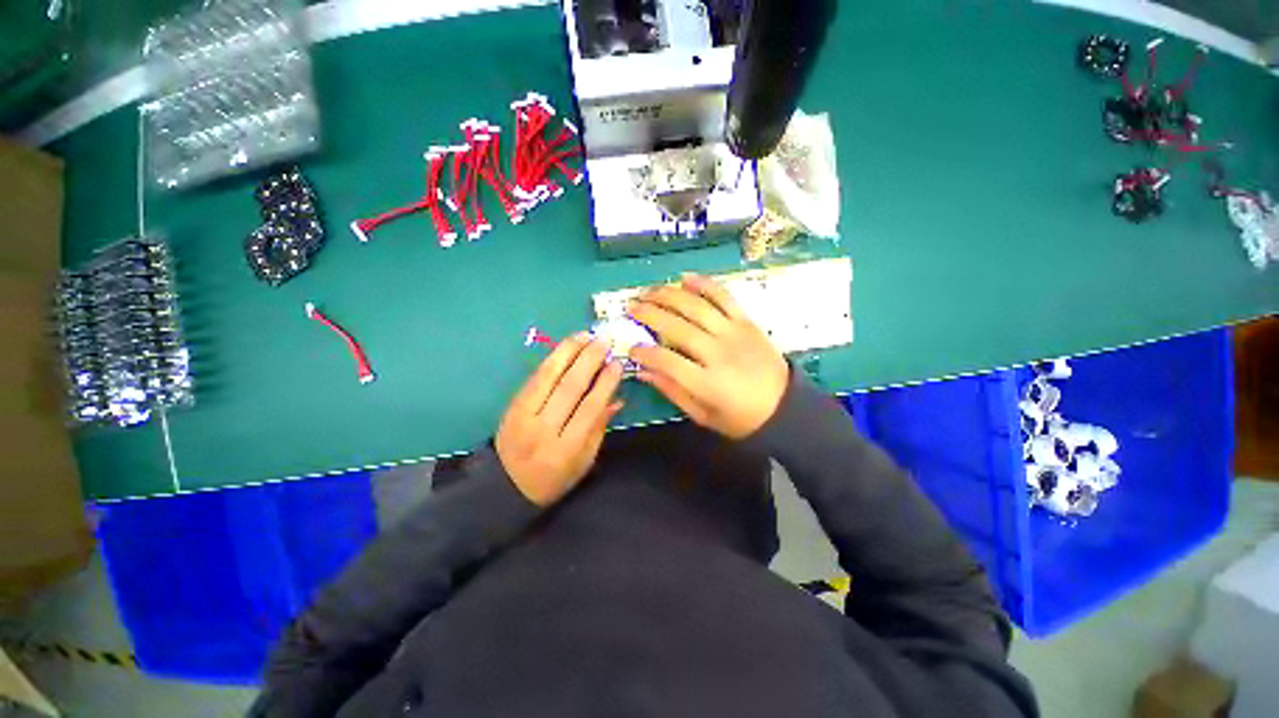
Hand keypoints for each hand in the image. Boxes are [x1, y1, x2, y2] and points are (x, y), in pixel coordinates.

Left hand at [496, 334, 623, 505]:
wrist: (505, 486)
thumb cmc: (554, 478)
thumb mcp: (584, 461)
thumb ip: (599, 428)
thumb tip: (616, 399)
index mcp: (565, 449)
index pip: (589, 409)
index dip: (605, 384)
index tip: (617, 364)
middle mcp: (543, 430)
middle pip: (569, 388)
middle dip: (589, 360)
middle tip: (604, 341)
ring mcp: (523, 415)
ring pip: (548, 377)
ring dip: (568, 351)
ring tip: (585, 335)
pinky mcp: (512, 405)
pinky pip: (534, 377)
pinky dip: (552, 359)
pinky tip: (565, 347)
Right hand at [628, 274, 788, 438]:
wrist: (785, 407)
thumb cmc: (740, 418)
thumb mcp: (703, 415)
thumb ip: (672, 391)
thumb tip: (644, 371)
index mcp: (708, 383)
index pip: (667, 361)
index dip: (644, 352)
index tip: (631, 349)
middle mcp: (719, 353)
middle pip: (677, 328)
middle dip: (649, 314)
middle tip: (631, 307)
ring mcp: (734, 333)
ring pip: (696, 307)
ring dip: (669, 295)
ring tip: (648, 291)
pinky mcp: (746, 322)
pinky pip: (724, 297)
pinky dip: (704, 285)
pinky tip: (685, 278)